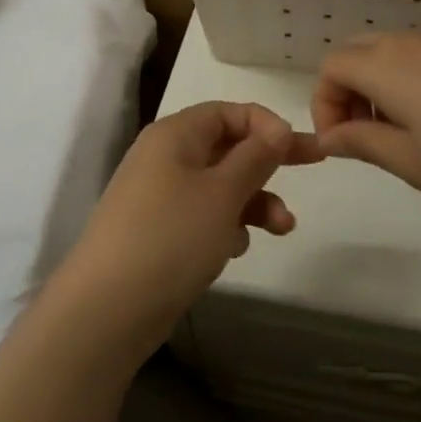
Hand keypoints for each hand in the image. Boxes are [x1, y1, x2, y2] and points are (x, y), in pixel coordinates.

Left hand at [62, 101, 323, 350]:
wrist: (106, 310)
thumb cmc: (171, 238)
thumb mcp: (223, 193)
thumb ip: (255, 157)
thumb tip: (277, 128)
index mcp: (175, 134)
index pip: (228, 111)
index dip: (266, 124)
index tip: (298, 147)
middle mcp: (163, 157)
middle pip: (226, 146)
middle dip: (268, 162)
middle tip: (314, 166)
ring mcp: (158, 196)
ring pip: (218, 185)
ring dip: (253, 200)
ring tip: (282, 228)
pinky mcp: (157, 232)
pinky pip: (201, 215)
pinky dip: (226, 225)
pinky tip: (236, 249)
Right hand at [311, 32, 420, 218]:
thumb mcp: (411, 161)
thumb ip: (361, 143)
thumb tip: (330, 136)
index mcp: (385, 66)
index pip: (330, 68)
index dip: (323, 105)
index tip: (341, 145)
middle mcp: (408, 44)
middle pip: (355, 54)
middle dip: (345, 93)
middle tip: (363, 137)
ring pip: (386, 55)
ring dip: (375, 89)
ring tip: (400, 137)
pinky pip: (417, 60)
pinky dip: (405, 85)